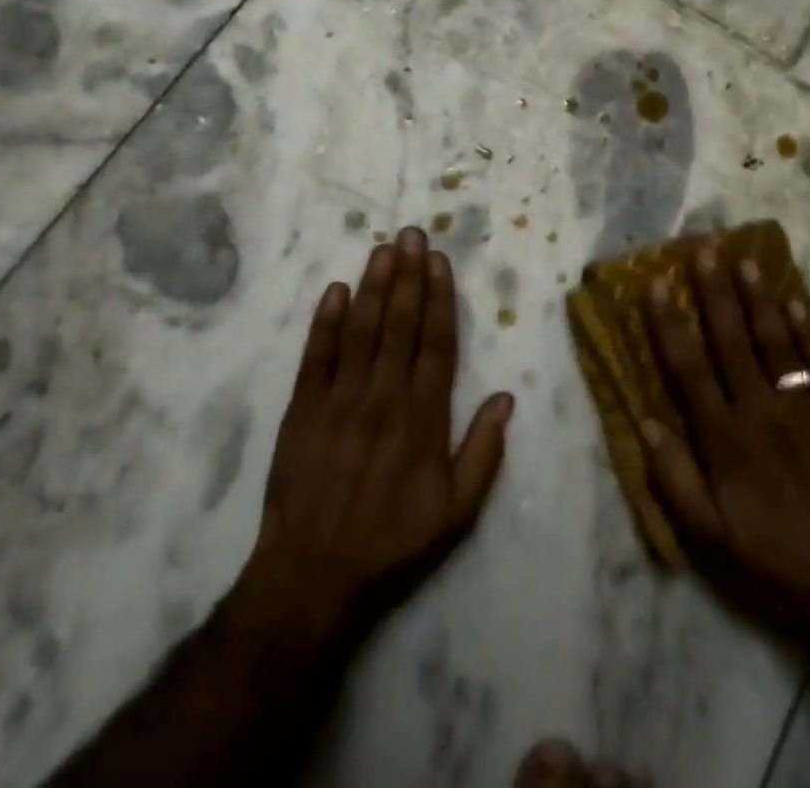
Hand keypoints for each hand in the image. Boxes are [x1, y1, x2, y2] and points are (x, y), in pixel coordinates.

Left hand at [232, 228, 514, 649]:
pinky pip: (316, 356)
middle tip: (411, 234)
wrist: (313, 576)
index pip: (437, 342)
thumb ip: (483, 452)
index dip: (439, 298)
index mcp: (423, 417)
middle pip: (399, 324)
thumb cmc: (392, 543)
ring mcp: (340, 399)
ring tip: (383, 249)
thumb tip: (507, 398)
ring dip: (373, 286)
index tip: (439, 261)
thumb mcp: (456, 512)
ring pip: (361, 330)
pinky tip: (335, 290)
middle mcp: (384, 396)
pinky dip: (325, 321)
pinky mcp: (302, 409)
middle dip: (408, 276)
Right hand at [639, 248, 809, 647]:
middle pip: (733, 341)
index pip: (689, 369)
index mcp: (726, 440)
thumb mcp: (709, 539)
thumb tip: (645, 421)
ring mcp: (806, 412)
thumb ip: (674, 478)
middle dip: (715, 293)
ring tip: (747, 261)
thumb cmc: (773, 563)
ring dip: (760, 300)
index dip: (669, 323)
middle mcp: (763, 413)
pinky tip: (799, 303)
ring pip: (777, 344)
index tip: (654, 284)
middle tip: (704, 249)